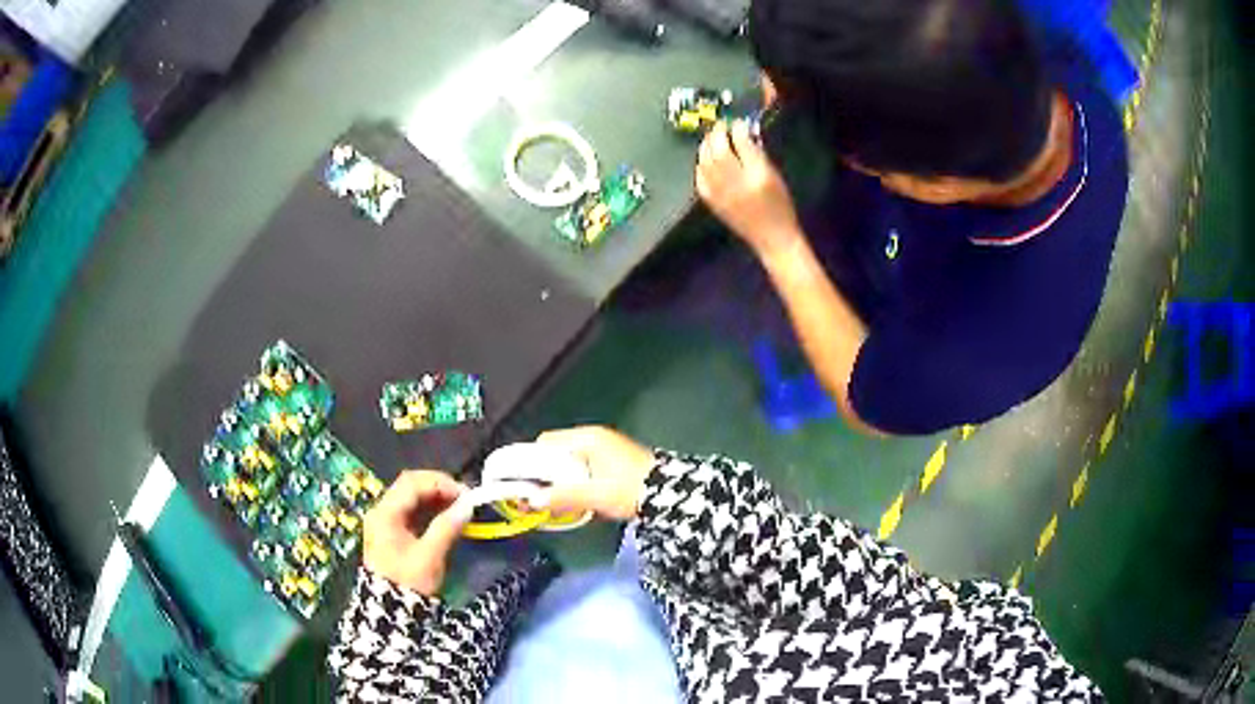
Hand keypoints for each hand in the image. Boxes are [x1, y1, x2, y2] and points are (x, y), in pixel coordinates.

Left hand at [362, 470, 471, 596]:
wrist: (390, 611)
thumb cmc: (409, 582)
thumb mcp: (430, 556)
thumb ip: (447, 527)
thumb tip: (468, 506)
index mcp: (385, 513)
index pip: (412, 482)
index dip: (441, 482)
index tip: (465, 494)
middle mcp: (380, 511)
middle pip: (410, 486)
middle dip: (438, 488)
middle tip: (464, 499)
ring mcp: (384, 522)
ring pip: (411, 498)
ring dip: (435, 499)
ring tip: (459, 508)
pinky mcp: (390, 533)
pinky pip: (410, 513)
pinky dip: (429, 511)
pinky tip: (446, 518)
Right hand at [533, 426, 655, 520]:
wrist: (669, 496)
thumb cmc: (632, 490)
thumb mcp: (595, 496)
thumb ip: (562, 497)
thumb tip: (532, 501)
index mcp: (587, 439)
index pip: (545, 443)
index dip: (532, 462)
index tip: (525, 485)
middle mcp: (593, 438)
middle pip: (556, 453)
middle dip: (546, 475)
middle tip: (541, 498)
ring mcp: (603, 449)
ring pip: (569, 463)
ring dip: (562, 482)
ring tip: (560, 503)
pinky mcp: (611, 462)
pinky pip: (582, 469)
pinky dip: (575, 483)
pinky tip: (579, 500)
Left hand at [696, 120, 802, 256]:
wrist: (772, 238)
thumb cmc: (780, 206)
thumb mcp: (775, 176)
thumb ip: (758, 154)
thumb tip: (743, 134)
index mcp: (759, 175)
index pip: (742, 143)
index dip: (737, 128)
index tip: (738, 123)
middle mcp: (737, 184)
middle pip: (719, 151)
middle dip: (717, 134)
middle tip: (721, 127)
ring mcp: (721, 194)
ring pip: (705, 162)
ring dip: (706, 146)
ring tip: (712, 139)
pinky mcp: (712, 203)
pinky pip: (699, 178)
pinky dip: (700, 165)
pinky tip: (705, 159)